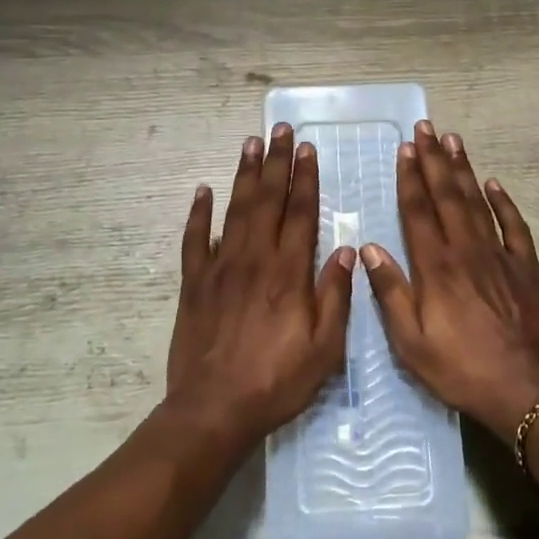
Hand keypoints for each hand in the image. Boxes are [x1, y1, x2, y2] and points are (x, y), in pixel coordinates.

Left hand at [166, 124, 355, 451]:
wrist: (214, 408)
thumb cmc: (276, 381)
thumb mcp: (325, 348)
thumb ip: (335, 296)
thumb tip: (344, 250)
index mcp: (289, 272)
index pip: (301, 213)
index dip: (305, 179)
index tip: (306, 149)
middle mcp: (255, 259)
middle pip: (267, 200)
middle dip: (275, 163)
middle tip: (279, 130)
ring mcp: (220, 267)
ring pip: (234, 209)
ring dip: (244, 175)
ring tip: (250, 144)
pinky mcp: (194, 283)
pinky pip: (195, 239)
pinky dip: (199, 213)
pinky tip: (203, 191)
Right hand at [361, 121, 538, 443]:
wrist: (529, 390)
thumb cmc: (462, 369)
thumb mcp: (412, 343)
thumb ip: (390, 293)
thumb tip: (368, 248)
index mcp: (436, 268)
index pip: (419, 212)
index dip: (410, 178)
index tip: (406, 149)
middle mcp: (467, 251)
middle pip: (447, 196)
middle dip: (434, 161)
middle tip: (426, 128)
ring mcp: (500, 256)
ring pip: (478, 202)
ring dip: (464, 170)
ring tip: (454, 140)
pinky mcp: (527, 268)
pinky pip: (514, 226)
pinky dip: (504, 202)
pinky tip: (494, 184)